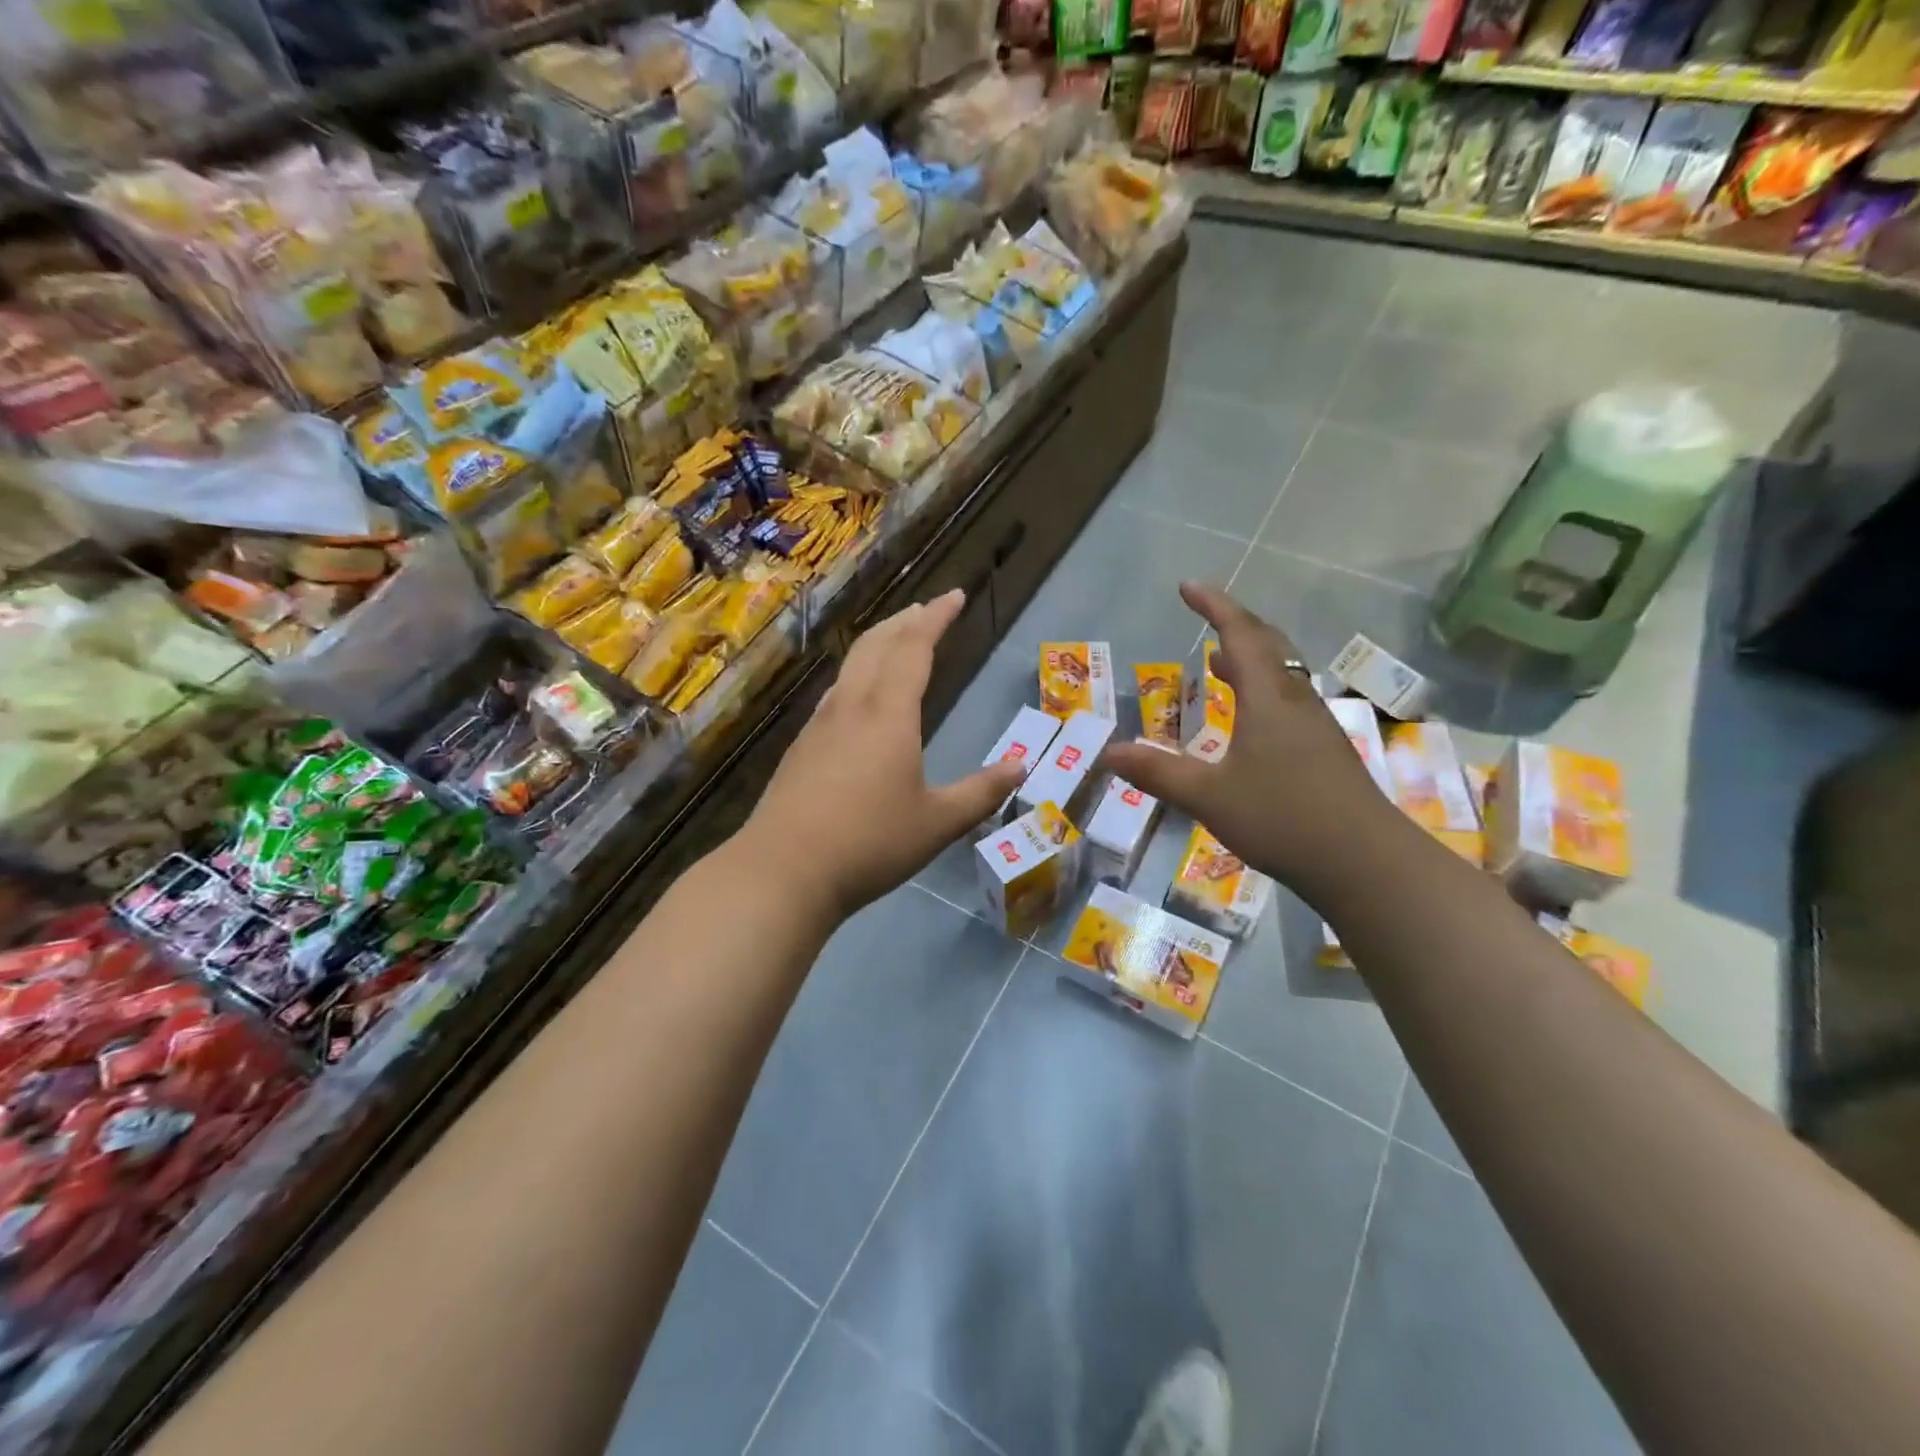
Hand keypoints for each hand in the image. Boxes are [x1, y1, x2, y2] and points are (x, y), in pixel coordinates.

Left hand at [741, 589, 1024, 918]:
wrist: (784, 870)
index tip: (954, 596)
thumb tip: (1020, 767)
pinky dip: (857, 675)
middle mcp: (851, 707)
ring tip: (896, 642)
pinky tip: (859, 698)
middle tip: (927, 610)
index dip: (936, 618)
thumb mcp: (938, 823)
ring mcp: (820, 725)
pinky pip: (836, 693)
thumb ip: (981, 792)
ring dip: (877, 644)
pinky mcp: (801, 747)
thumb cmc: (870, 843)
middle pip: (876, 645)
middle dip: (905, 621)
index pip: (914, 648)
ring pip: (850, 666)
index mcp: (889, 714)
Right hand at [1101, 582, 1400, 901]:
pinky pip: (1288, 701)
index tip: (1188, 586)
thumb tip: (1109, 753)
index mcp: (1268, 698)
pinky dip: (1262, 691)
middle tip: (1206, 617)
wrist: (1365, 862)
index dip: (1214, 606)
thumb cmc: (1283, 818)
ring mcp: (1316, 726)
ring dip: (1251, 658)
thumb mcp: (1209, 796)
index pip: (1240, 634)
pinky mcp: (1325, 751)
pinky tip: (1250, 721)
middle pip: (1268, 645)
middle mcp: (1295, 701)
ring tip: (1220, 662)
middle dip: (1235, 624)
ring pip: (1282, 674)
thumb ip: (1159, 772)